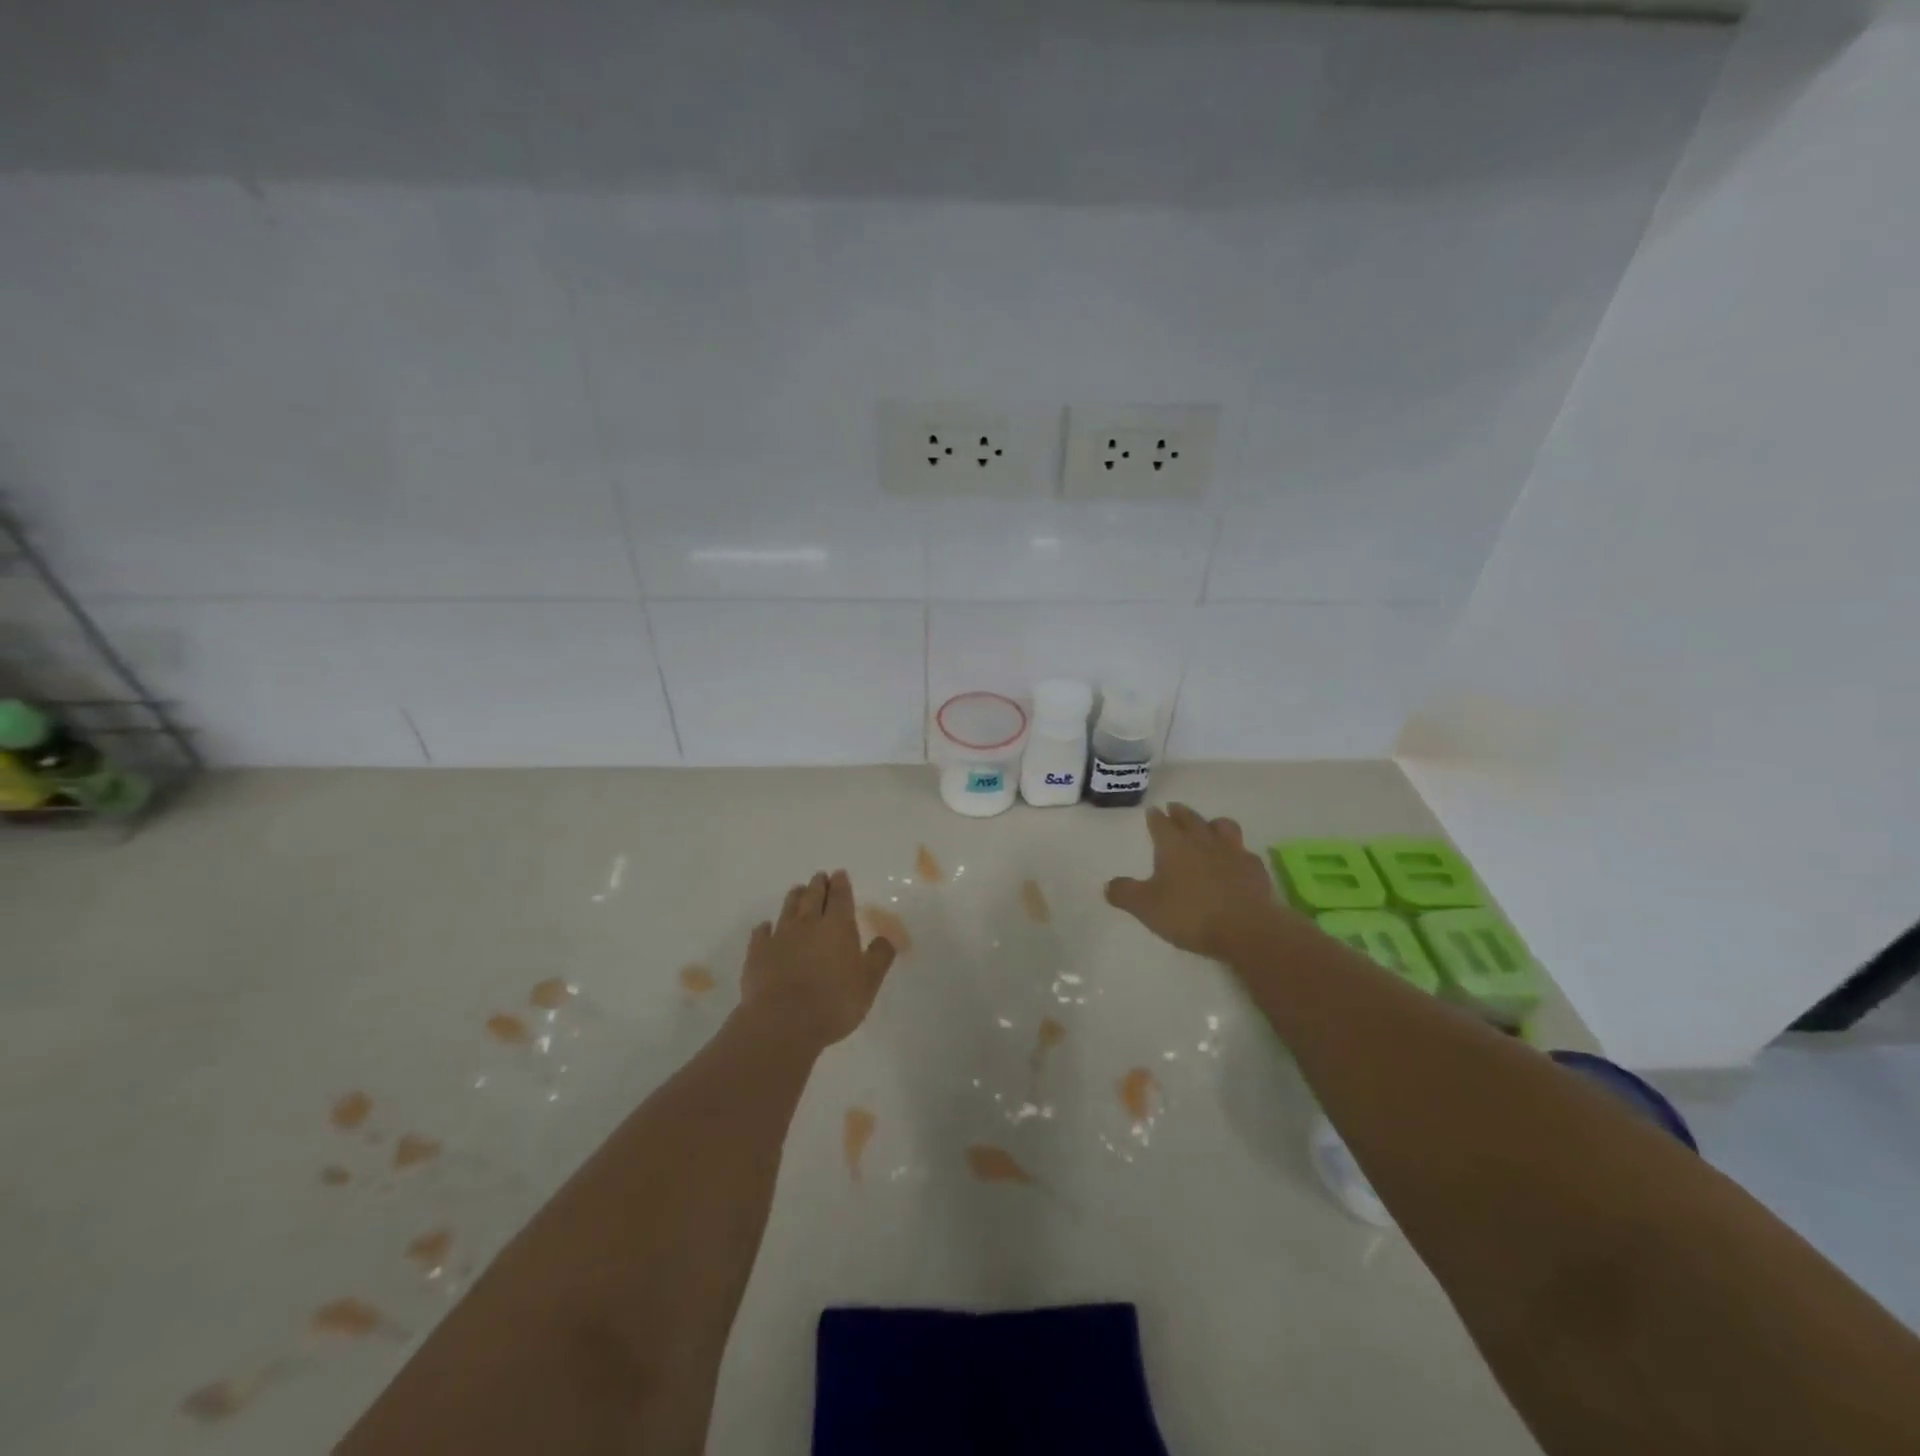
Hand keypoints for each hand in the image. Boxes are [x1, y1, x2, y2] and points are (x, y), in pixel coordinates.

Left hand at [741, 870, 896, 1049]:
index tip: (839, 874)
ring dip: (794, 898)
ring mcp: (780, 937)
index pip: (840, 897)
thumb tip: (885, 938)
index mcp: (838, 926)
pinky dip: (765, 928)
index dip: (841, 884)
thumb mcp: (869, 982)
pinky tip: (765, 927)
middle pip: (812, 897)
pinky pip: (761, 933)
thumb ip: (879, 957)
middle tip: (819, 876)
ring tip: (797, 889)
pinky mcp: (757, 954)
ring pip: (788, 909)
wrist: (783, 1022)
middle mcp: (808, 924)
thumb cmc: (834, 1002)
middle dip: (818, 885)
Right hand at [1105, 803, 1286, 959]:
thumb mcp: (1146, 907)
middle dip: (1180, 813)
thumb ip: (1125, 893)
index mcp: (1174, 846)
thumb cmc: (1189, 914)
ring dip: (1212, 823)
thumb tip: (1108, 885)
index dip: (1155, 817)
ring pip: (1222, 827)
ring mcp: (1232, 852)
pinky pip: (1244, 852)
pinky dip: (1236, 851)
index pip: (1161, 824)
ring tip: (1208, 826)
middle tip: (1175, 808)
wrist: (1245, 929)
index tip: (1153, 811)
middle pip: (1190, 819)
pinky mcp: (1254, 868)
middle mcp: (1203, 841)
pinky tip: (1235, 859)